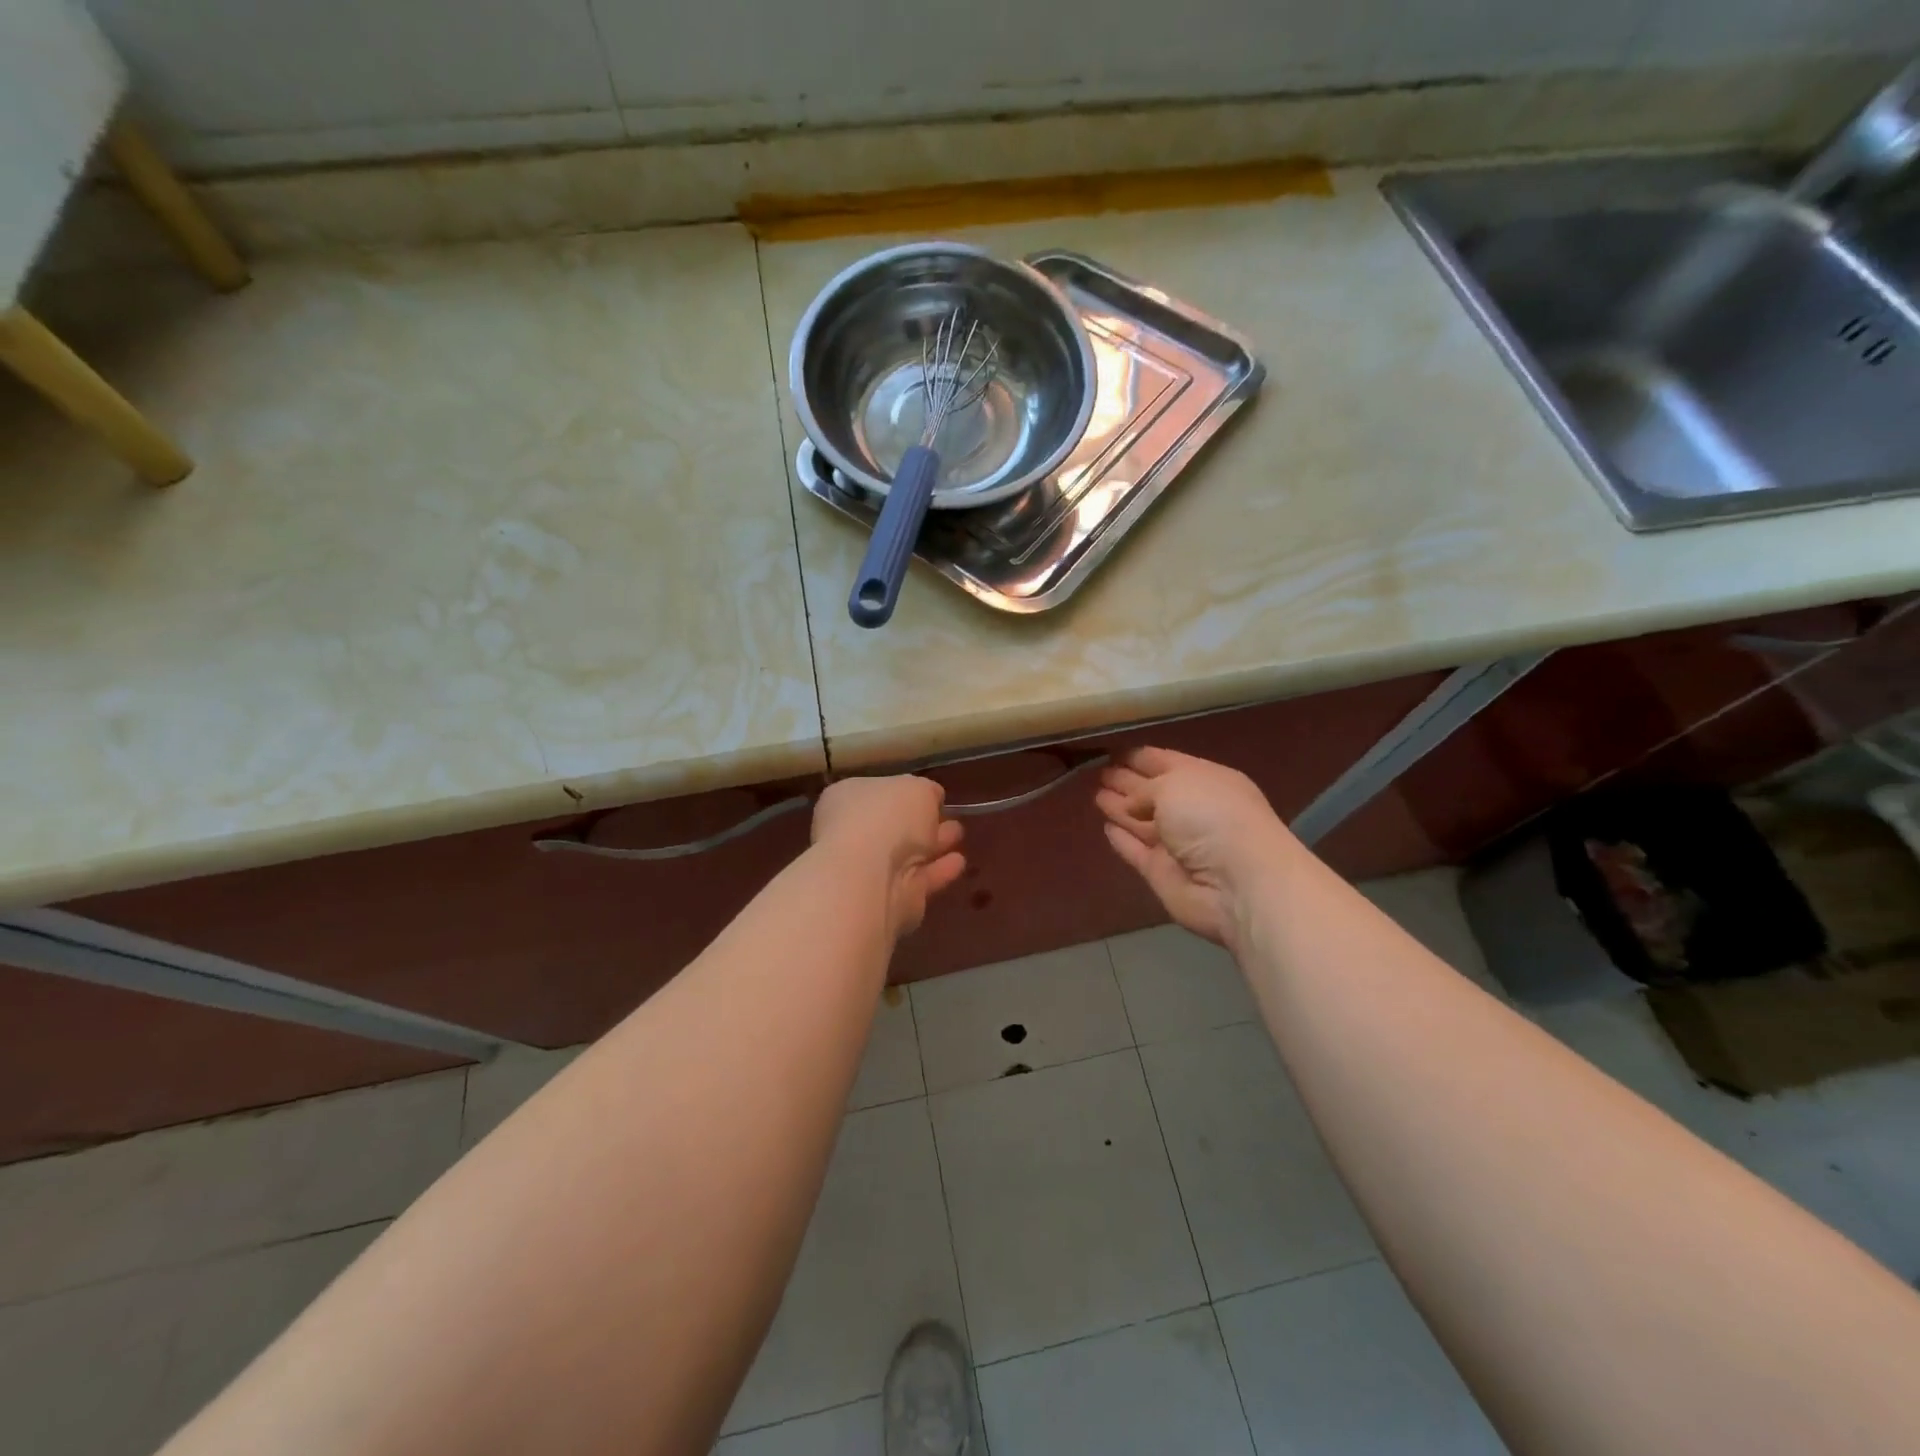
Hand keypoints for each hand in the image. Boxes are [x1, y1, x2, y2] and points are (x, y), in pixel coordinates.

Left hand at [812, 775, 966, 938]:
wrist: (869, 878)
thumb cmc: (886, 818)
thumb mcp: (917, 788)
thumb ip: (926, 792)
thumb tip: (932, 797)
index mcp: (847, 798)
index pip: (876, 792)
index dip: (903, 792)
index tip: (930, 796)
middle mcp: (853, 833)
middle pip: (892, 825)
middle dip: (921, 821)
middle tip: (950, 816)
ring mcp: (869, 870)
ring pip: (907, 854)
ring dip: (933, 845)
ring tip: (959, 836)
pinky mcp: (891, 900)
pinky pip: (919, 879)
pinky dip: (938, 871)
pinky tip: (958, 863)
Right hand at [1096, 747, 1293, 946]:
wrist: (1236, 883)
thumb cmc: (1211, 817)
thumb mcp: (1174, 784)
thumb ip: (1142, 789)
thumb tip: (1128, 804)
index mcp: (1204, 779)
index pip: (1163, 761)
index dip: (1136, 756)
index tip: (1108, 751)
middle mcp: (1192, 809)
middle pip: (1151, 791)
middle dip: (1125, 780)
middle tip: (1095, 771)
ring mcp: (1176, 843)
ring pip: (1140, 821)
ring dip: (1119, 808)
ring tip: (1094, 795)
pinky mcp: (1161, 872)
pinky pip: (1136, 851)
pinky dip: (1122, 840)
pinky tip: (1106, 828)